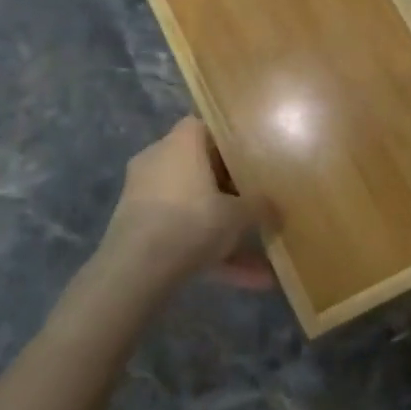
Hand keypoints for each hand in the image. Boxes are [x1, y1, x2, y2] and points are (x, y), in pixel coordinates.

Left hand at [101, 118, 274, 291]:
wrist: (136, 268)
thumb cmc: (192, 221)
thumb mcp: (239, 214)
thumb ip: (260, 206)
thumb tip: (274, 207)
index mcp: (181, 142)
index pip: (205, 128)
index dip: (230, 142)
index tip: (252, 159)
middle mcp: (158, 160)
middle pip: (199, 169)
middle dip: (228, 191)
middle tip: (255, 204)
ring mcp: (143, 195)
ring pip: (192, 208)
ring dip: (223, 232)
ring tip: (261, 262)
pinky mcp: (136, 228)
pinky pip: (180, 234)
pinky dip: (208, 253)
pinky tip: (244, 281)